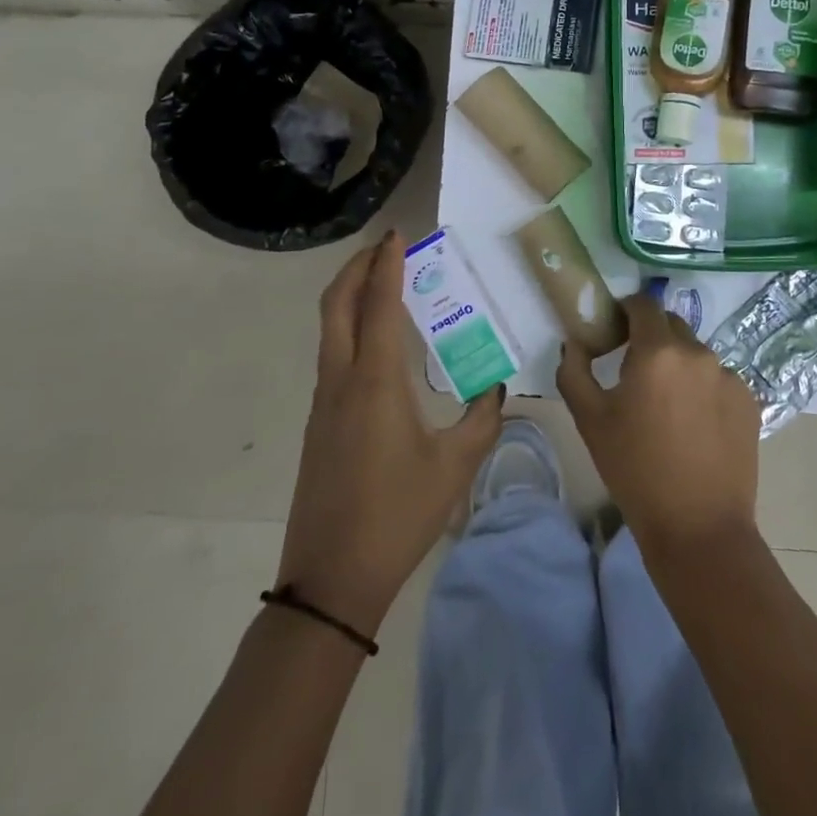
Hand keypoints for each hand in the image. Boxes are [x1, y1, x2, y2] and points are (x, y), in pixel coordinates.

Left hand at [277, 231, 503, 636]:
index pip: (376, 304)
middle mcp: (341, 380)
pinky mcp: (319, 422)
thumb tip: (497, 387)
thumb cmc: (397, 516)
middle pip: (335, 305)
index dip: (385, 265)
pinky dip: (350, 327)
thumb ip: (483, 419)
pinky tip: (379, 343)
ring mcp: (324, 402)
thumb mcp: (456, 466)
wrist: (331, 580)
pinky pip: (333, 355)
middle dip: (354, 268)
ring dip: (350, 296)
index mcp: (375, 381)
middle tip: (384, 249)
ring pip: (329, 329)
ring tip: (384, 285)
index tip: (396, 235)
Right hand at [557, 290, 760, 555]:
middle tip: (636, 374)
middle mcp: (698, 352)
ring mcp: (730, 376)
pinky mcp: (750, 401)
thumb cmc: (635, 470)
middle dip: (652, 338)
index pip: (643, 304)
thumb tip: (575, 342)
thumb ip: (574, 370)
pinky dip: (704, 390)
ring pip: (696, 355)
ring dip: (679, 367)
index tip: (615, 331)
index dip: (626, 310)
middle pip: (671, 326)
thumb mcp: (589, 420)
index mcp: (658, 351)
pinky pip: (719, 380)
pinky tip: (695, 427)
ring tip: (668, 409)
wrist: (698, 528)